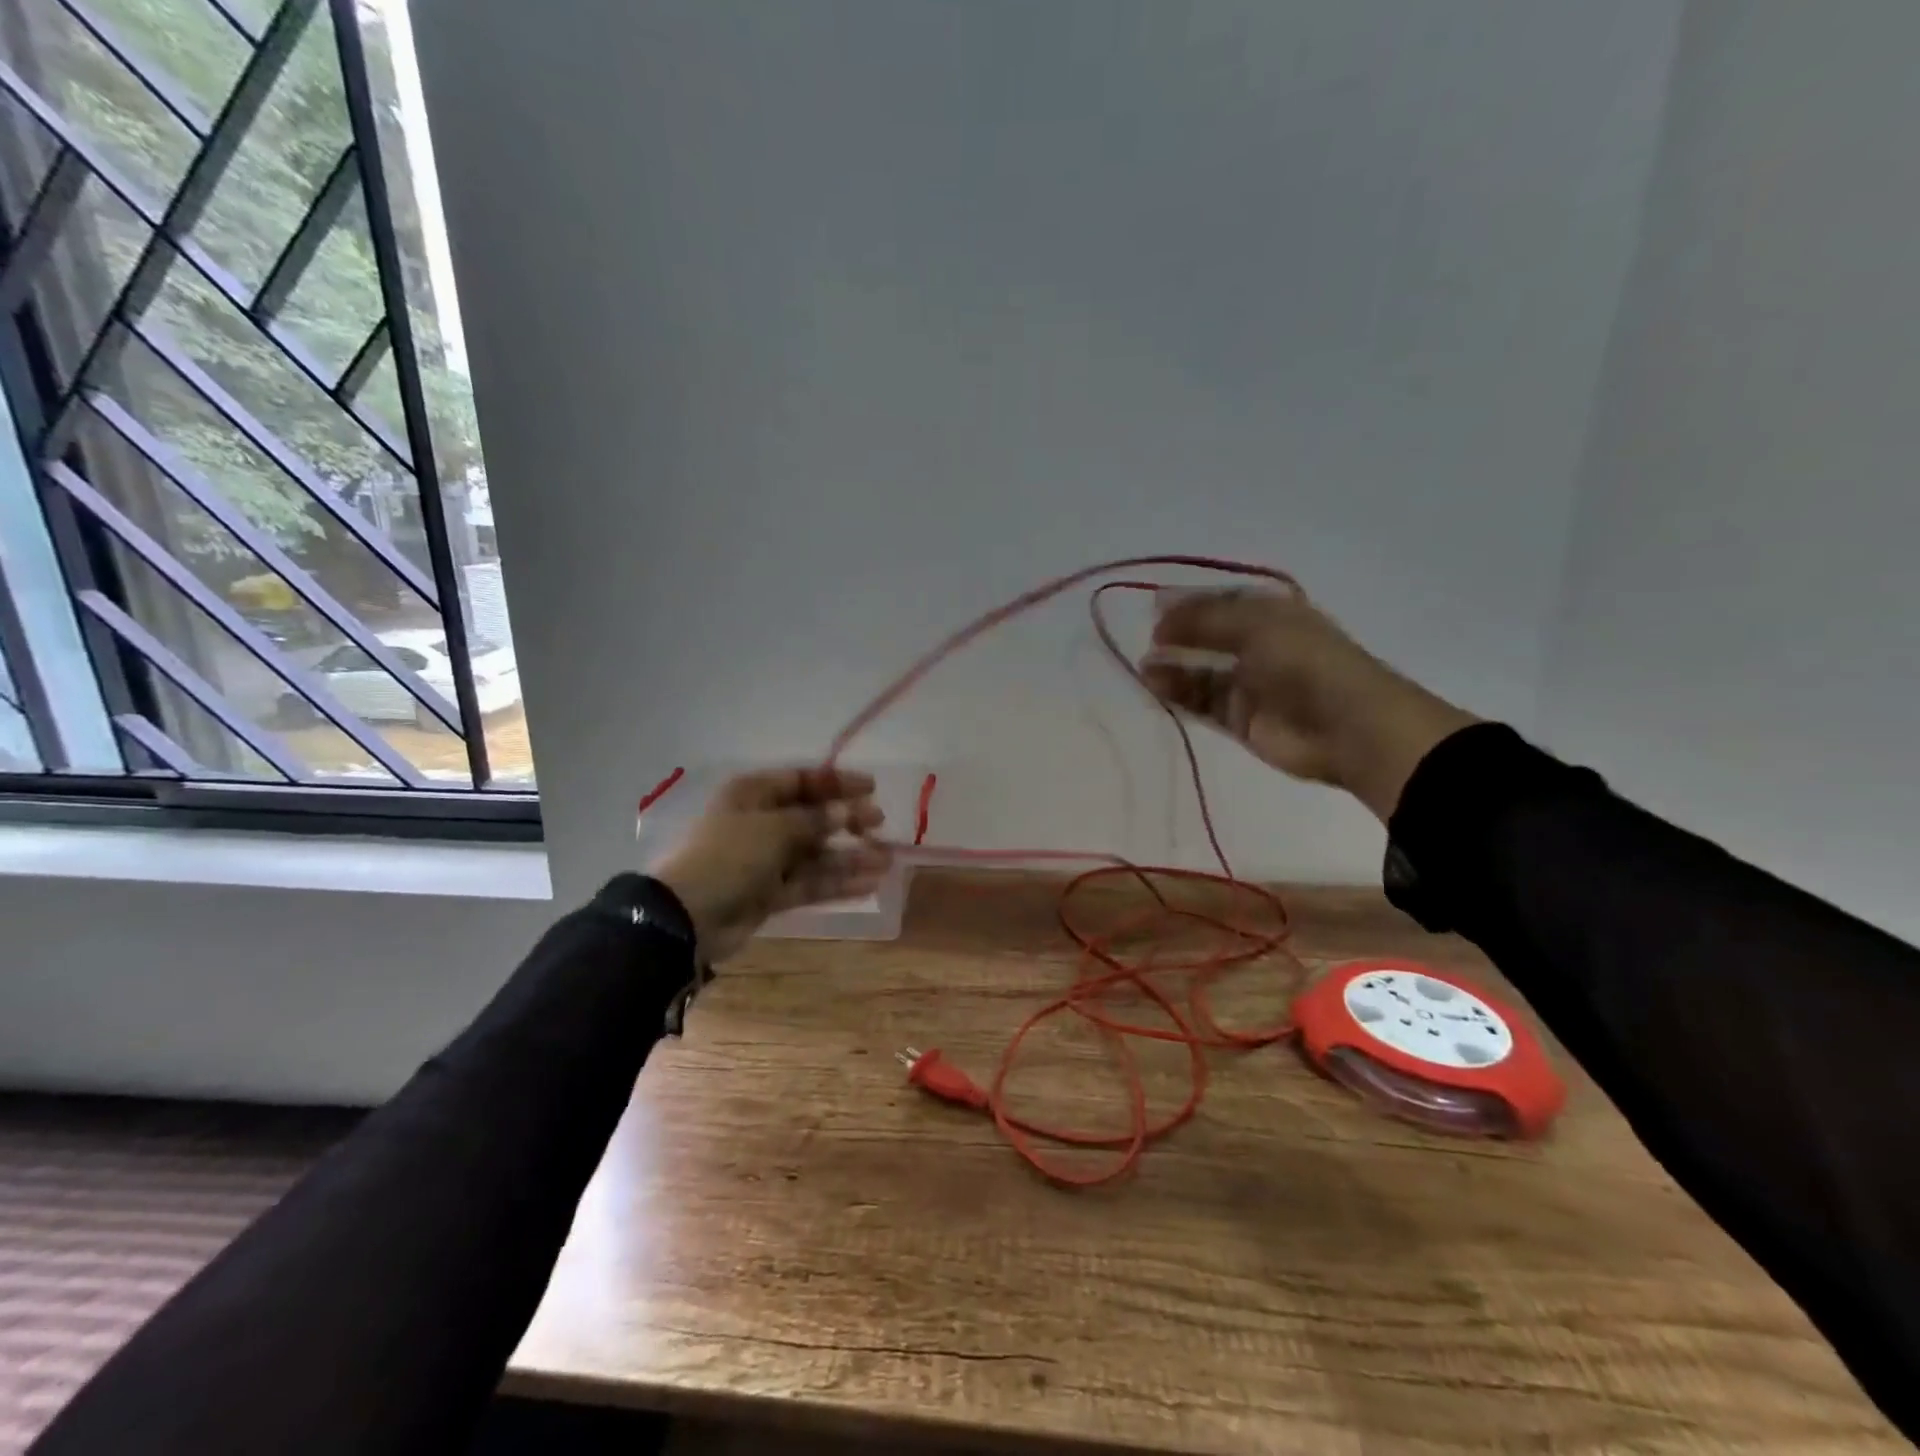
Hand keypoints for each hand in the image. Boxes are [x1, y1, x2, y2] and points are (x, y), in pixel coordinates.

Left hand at [650, 768, 891, 964]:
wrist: (686, 917)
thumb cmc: (728, 856)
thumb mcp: (773, 828)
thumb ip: (814, 820)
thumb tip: (846, 812)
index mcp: (753, 794)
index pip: (802, 781)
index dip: (837, 783)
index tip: (872, 788)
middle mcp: (761, 823)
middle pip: (812, 817)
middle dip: (847, 820)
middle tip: (879, 824)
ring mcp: (765, 860)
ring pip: (816, 854)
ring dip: (850, 856)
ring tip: (886, 860)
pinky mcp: (770, 893)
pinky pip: (810, 883)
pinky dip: (837, 883)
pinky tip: (869, 883)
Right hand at [1140, 589, 1479, 821]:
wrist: (1348, 727)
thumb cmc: (1306, 662)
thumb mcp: (1255, 625)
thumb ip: (1204, 618)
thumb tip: (1157, 610)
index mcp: (1271, 614)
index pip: (1220, 603)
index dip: (1187, 604)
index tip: (1152, 607)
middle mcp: (1259, 647)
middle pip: (1208, 638)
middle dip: (1177, 637)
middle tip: (1145, 640)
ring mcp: (1250, 686)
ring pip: (1201, 673)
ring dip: (1173, 669)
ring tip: (1143, 668)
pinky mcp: (1241, 721)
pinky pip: (1203, 703)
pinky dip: (1179, 696)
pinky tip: (1155, 688)